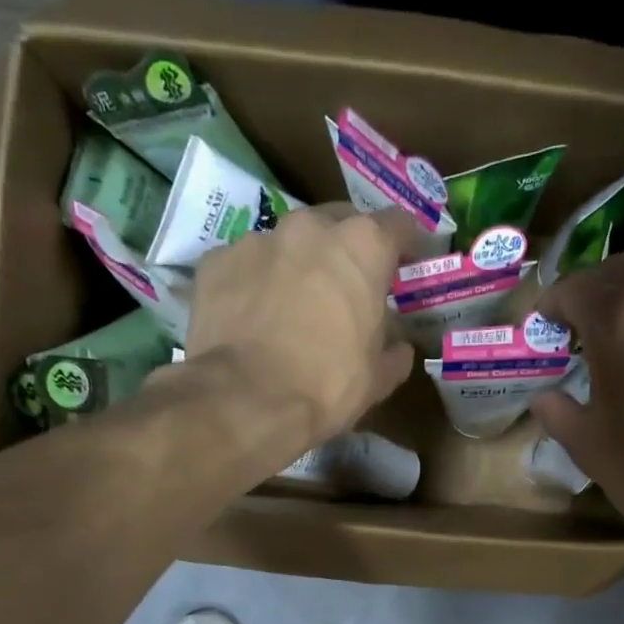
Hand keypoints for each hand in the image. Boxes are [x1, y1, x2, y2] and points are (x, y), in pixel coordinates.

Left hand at [184, 204, 418, 456]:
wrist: (246, 400)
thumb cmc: (327, 385)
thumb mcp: (378, 378)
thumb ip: (395, 351)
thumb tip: (398, 347)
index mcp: (362, 247)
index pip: (398, 224)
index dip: (407, 244)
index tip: (407, 263)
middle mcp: (310, 228)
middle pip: (338, 223)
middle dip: (347, 249)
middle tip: (347, 285)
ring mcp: (258, 239)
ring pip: (288, 243)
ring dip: (297, 264)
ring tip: (293, 303)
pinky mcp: (217, 261)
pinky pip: (246, 264)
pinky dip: (254, 282)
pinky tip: (252, 316)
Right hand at [529, 253, 623, 553]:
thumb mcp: (589, 448)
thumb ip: (559, 412)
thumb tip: (545, 397)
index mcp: (620, 320)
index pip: (575, 287)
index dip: (551, 305)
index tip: (543, 329)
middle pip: (622, 270)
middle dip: (593, 291)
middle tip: (578, 326)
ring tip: (623, 337)